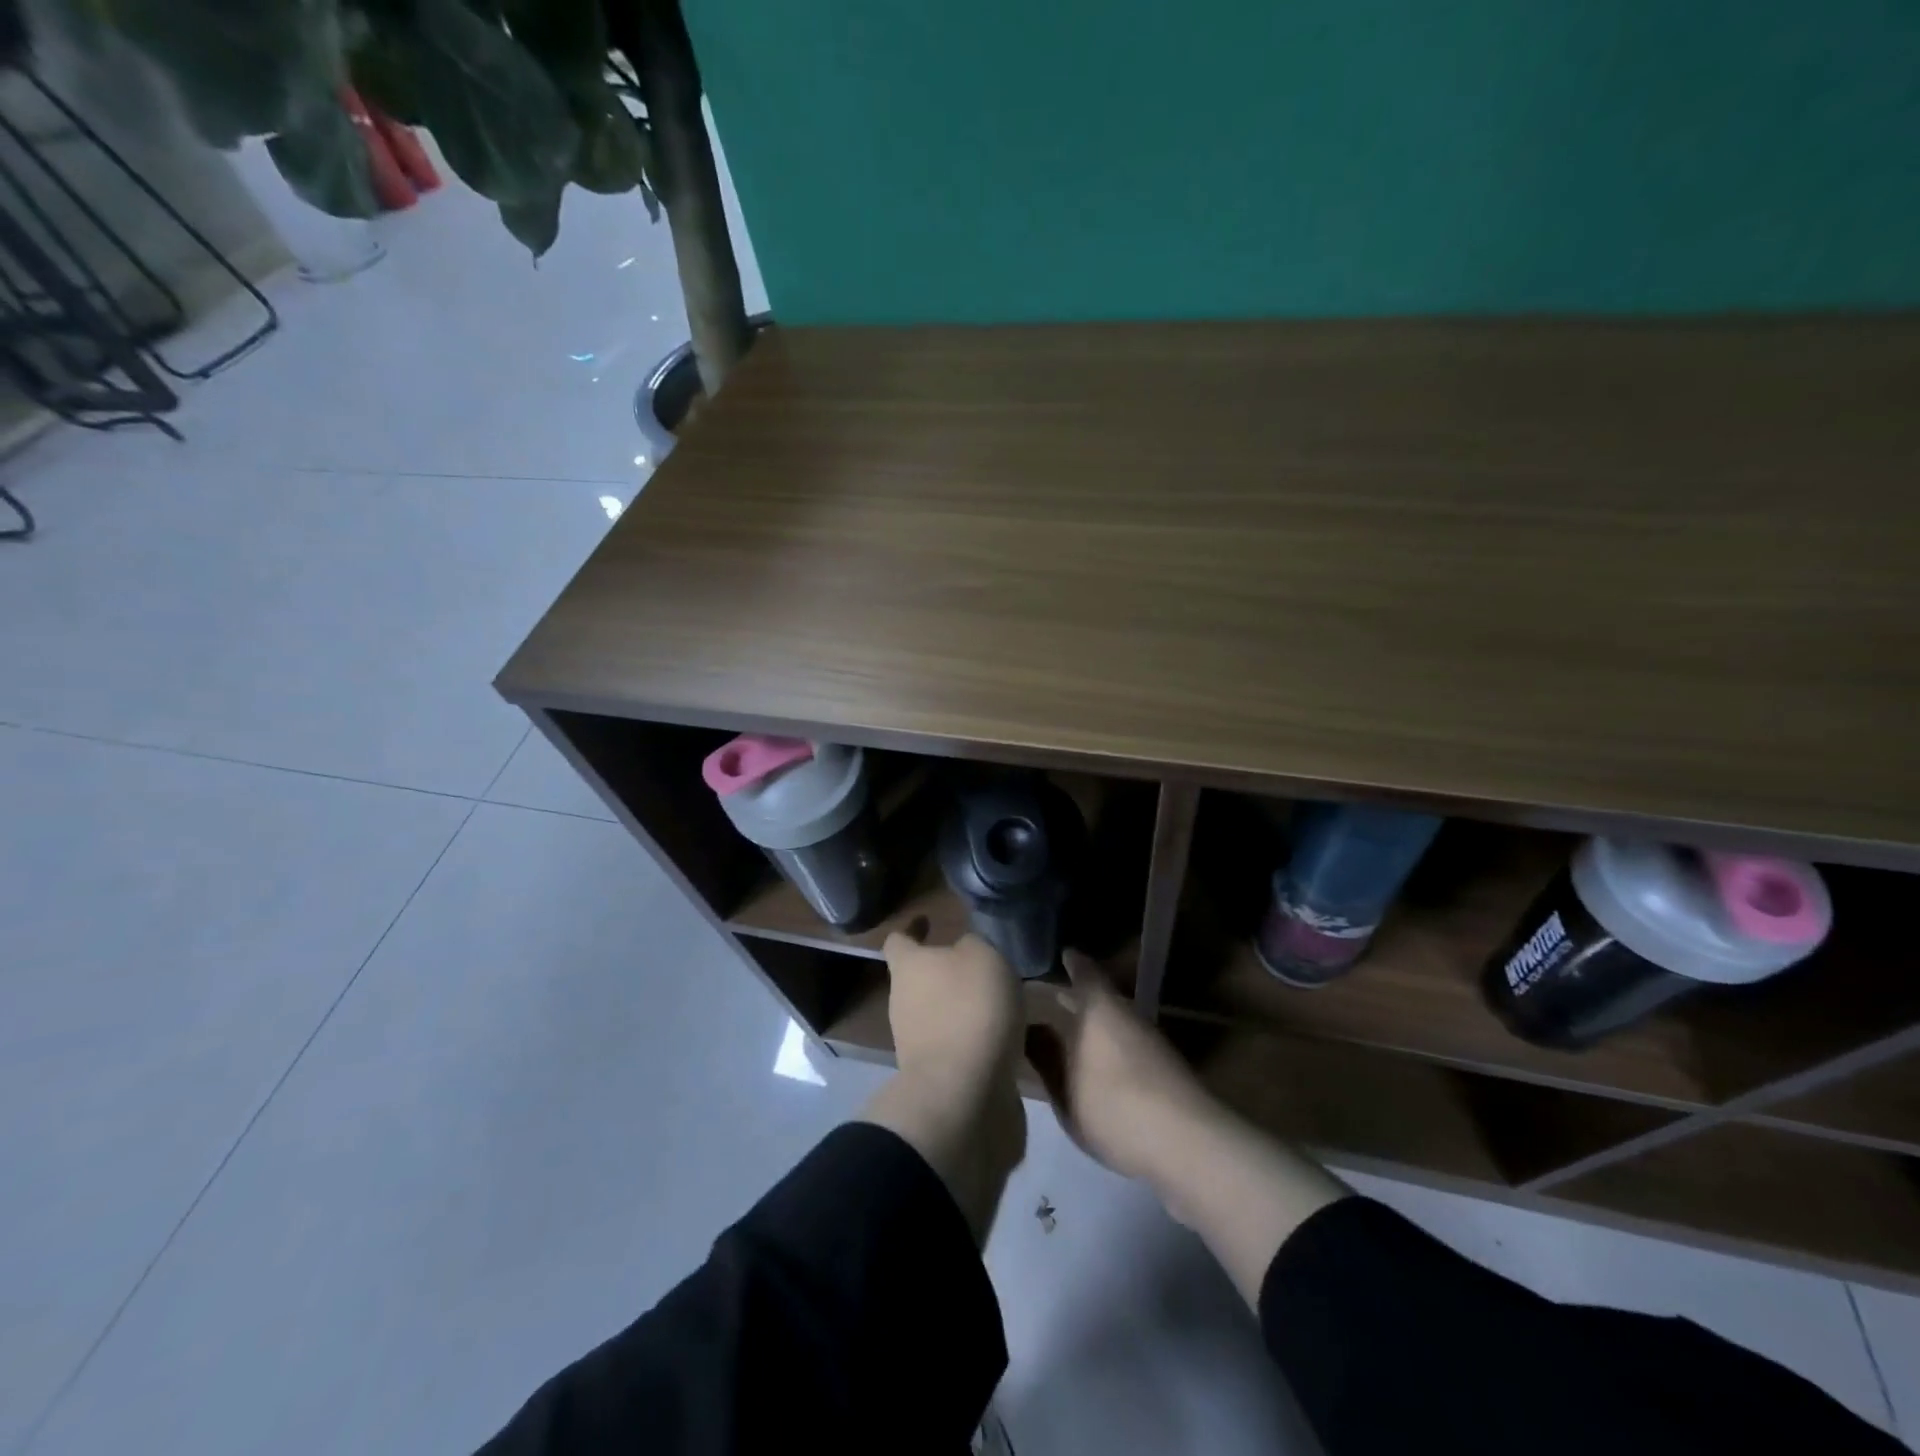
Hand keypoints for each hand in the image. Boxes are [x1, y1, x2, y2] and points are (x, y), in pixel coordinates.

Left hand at [882, 931, 1025, 1104]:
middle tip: (984, 965)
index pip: (898, 940)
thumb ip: (973, 945)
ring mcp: (917, 1044)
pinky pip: (961, 1047)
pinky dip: (979, 1040)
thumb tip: (964, 950)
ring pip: (942, 1014)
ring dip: (966, 1008)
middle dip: (948, 972)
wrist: (964, 1096)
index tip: (927, 921)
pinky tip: (1010, 1037)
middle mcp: (904, 1003)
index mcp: (908, 967)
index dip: (912, 929)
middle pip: (921, 979)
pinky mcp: (939, 1077)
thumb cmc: (970, 1009)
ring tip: (1004, 1002)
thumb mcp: (983, 956)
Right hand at [1029, 952, 1348, 1304]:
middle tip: (1056, 996)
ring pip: (1118, 1022)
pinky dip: (1112, 1045)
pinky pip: (1130, 1044)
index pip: (1085, 974)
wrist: (1186, 1142)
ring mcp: (1151, 1042)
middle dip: (1080, 997)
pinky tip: (1101, 1066)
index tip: (1064, 954)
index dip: (1074, 964)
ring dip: (1097, 1024)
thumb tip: (1031, 1028)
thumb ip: (1046, 1057)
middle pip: (1102, 998)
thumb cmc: (1113, 1106)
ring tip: (1074, 1034)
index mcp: (1099, 1009)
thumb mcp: (1065, 1089)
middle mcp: (1128, 1016)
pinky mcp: (1167, 1070)